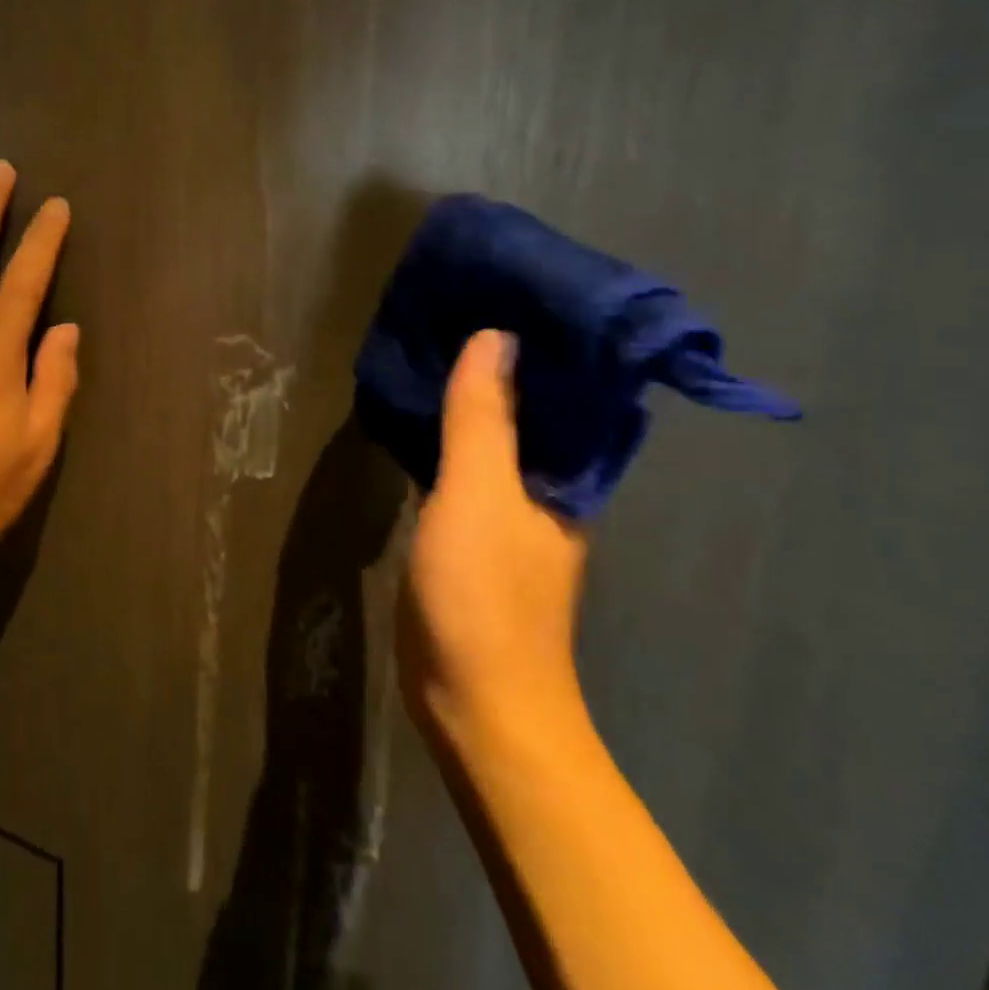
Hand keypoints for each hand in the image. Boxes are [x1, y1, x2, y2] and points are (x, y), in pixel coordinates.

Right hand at [398, 330, 589, 758]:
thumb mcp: (477, 495)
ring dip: (475, 396)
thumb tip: (498, 338)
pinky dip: (451, 436)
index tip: (511, 288)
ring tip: (437, 344)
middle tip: (461, 305)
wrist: (474, 700)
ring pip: (496, 437)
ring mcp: (512, 511)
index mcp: (566, 471)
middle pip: (531, 408)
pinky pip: (468, 467)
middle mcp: (550, 485)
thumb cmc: (483, 594)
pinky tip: (422, 414)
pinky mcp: (476, 533)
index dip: (545, 338)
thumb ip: (483, 418)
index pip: (566, 387)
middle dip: (504, 359)